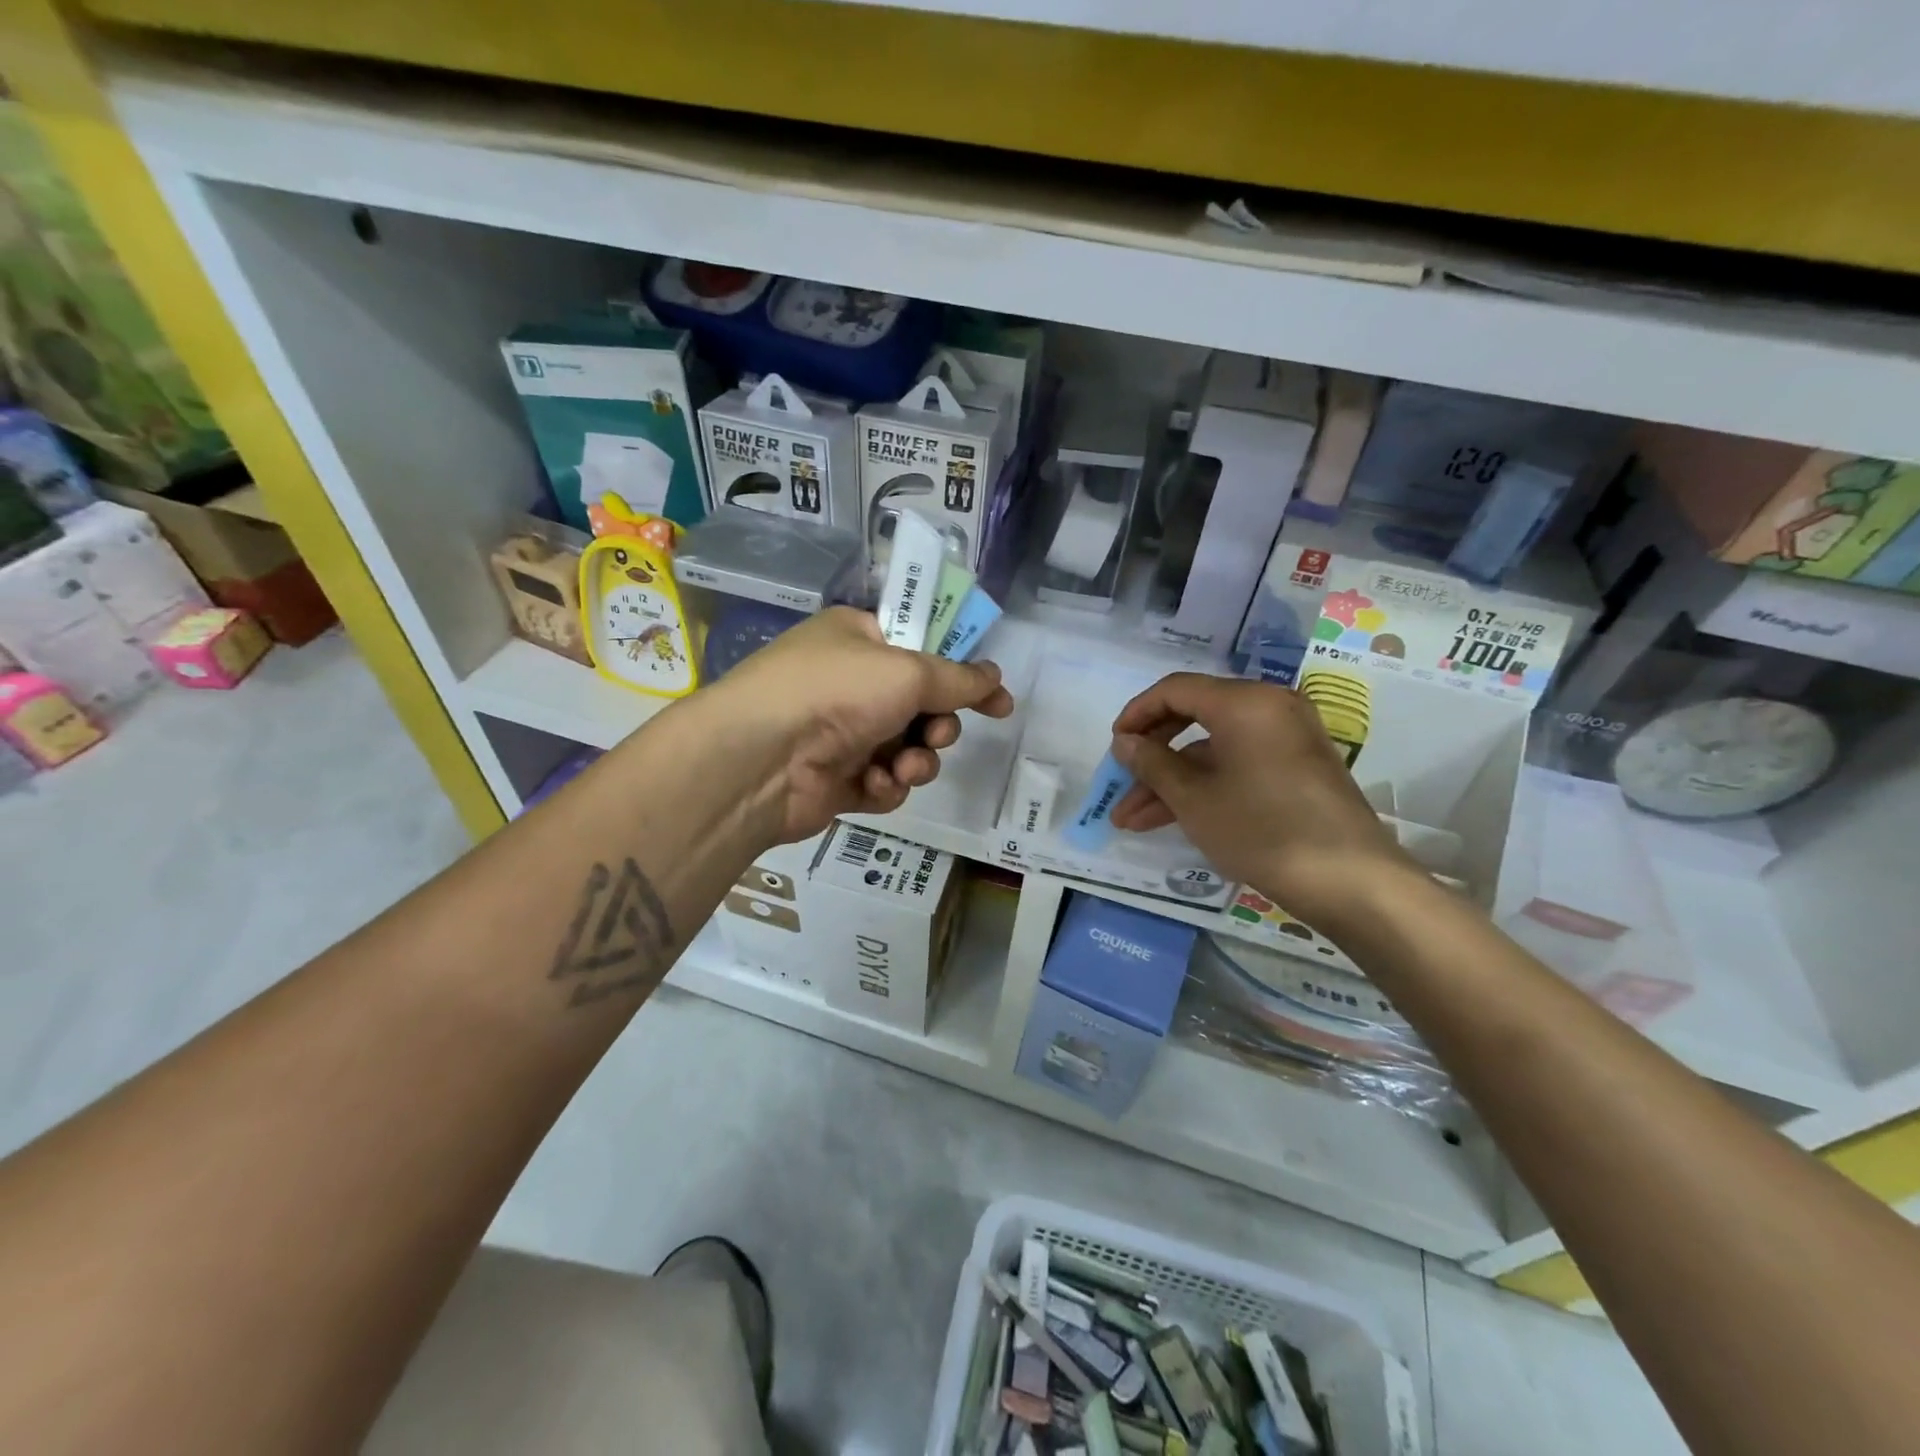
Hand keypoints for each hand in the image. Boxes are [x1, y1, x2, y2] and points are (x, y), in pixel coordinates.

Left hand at [696, 606, 1014, 843]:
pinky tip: (873, 785)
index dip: (962, 676)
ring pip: (908, 749)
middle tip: (936, 733)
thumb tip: (996, 677)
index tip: (997, 701)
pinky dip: (887, 786)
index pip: (923, 651)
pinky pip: (885, 782)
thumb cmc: (835, 693)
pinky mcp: (838, 780)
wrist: (760, 760)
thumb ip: (959, 678)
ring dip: (917, 761)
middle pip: (921, 706)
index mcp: (859, 640)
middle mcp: (850, 683)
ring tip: (904, 767)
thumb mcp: (907, 672)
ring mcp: (842, 733)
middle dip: (938, 725)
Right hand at [1107, 673, 1416, 932]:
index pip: (1175, 690)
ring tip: (1131, 821)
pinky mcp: (1297, 769)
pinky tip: (1173, 819)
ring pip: (1213, 750)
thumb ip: (1152, 763)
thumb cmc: (1262, 830)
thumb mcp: (1194, 799)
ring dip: (1172, 781)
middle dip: (1152, 755)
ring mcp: (1287, 739)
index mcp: (1244, 702)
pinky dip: (1206, 786)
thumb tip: (1125, 742)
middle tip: (1120, 783)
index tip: (1113, 747)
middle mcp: (1269, 708)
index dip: (1136, 714)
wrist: (1352, 882)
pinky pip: (1238, 765)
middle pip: (1194, 717)